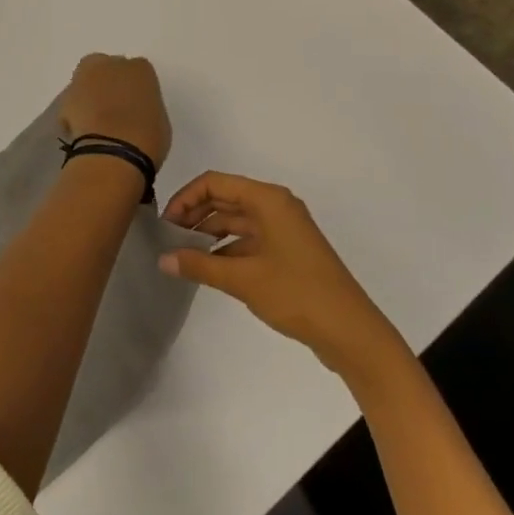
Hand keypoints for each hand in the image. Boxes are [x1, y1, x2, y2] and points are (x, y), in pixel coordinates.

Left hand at [58, 54, 171, 169]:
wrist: (112, 154)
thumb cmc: (147, 139)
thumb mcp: (159, 122)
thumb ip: (145, 108)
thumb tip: (135, 114)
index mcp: (140, 69)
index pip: (138, 71)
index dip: (135, 89)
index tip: (135, 105)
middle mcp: (109, 65)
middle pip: (105, 67)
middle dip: (107, 81)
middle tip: (112, 106)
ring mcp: (83, 80)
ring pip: (85, 81)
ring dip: (88, 95)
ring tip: (95, 121)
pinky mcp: (63, 99)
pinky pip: (71, 103)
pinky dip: (75, 113)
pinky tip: (82, 131)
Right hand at [158, 172, 403, 381]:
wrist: (350, 331)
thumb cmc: (297, 293)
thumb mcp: (243, 279)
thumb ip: (200, 265)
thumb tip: (163, 259)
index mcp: (268, 200)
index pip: (216, 183)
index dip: (186, 197)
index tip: (165, 223)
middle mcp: (276, 206)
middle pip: (225, 198)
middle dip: (195, 214)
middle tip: (168, 239)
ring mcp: (283, 229)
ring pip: (236, 220)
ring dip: (209, 233)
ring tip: (182, 254)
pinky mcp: (287, 251)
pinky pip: (249, 239)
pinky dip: (226, 249)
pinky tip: (208, 268)